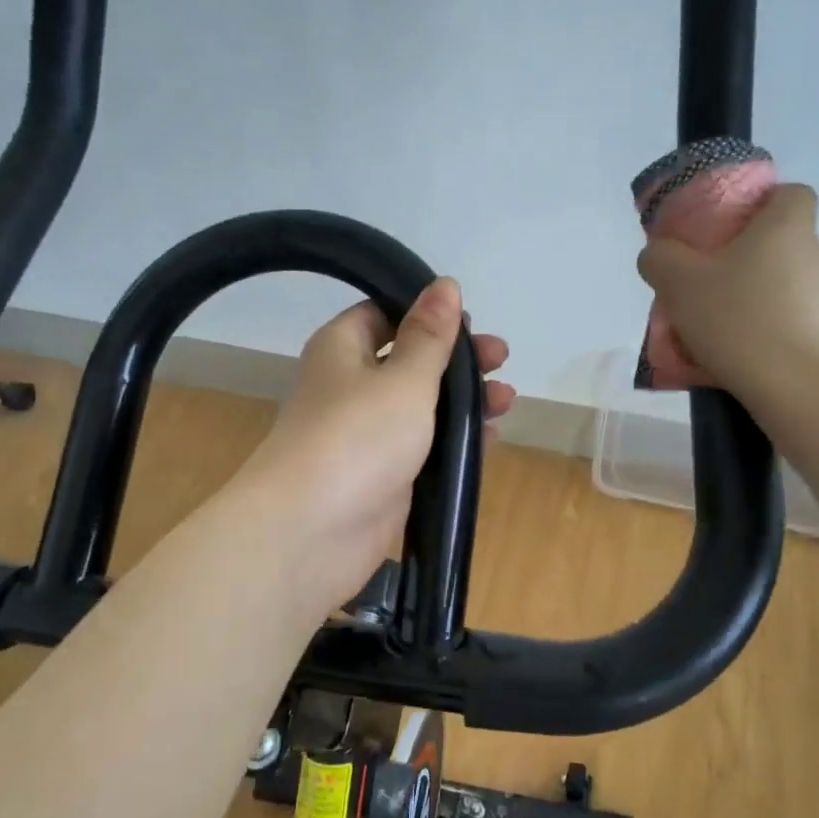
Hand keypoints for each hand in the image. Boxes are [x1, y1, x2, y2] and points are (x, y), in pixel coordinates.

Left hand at [236, 278, 514, 616]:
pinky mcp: (382, 475)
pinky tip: (492, 438)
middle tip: (501, 359)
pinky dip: (454, 440)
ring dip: (463, 401)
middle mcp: (351, 386)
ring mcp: (366, 434)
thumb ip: (430, 336)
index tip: (470, 320)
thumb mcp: (403, 379)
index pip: (384, 314)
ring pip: (420, 406)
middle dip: (456, 360)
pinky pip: (423, 447)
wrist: (311, 533)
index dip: (427, 313)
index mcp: (342, 349)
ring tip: (507, 399)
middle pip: (409, 360)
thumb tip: (445, 284)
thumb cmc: (358, 437)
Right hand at [636, 183, 818, 397]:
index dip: (764, 204)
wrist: (799, 388)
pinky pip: (797, 325)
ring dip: (761, 301)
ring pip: (790, 288)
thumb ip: (660, 258)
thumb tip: (659, 253)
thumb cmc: (738, 319)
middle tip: (711, 287)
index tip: (731, 229)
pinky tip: (745, 359)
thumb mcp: (678, 283)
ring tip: (723, 333)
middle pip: (785, 245)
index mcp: (787, 228)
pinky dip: (774, 335)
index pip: (793, 193)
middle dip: (750, 261)